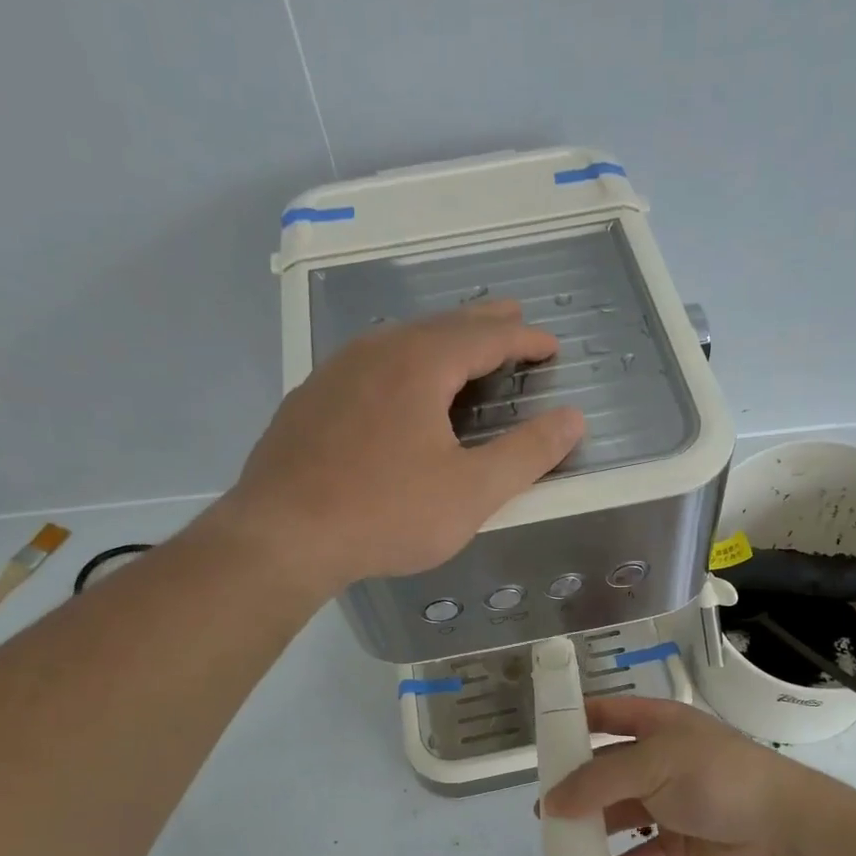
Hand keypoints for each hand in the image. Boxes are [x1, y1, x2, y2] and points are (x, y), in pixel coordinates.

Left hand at [219, 301, 583, 595]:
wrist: (283, 536)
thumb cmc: (387, 513)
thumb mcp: (472, 492)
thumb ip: (527, 453)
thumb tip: (573, 418)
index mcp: (420, 364)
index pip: (485, 336)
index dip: (524, 338)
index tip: (551, 344)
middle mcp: (376, 353)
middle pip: (441, 326)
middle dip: (483, 323)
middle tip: (513, 319)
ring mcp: (335, 373)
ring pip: (399, 340)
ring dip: (440, 339)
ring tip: (462, 347)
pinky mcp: (309, 400)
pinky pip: (369, 364)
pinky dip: (402, 363)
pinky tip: (398, 386)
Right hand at [541, 696, 819, 855]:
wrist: (783, 831)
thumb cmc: (715, 778)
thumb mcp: (652, 764)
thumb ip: (599, 781)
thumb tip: (551, 802)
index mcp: (659, 726)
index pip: (609, 714)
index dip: (576, 721)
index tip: (542, 739)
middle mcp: (662, 762)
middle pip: (608, 770)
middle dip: (576, 787)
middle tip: (543, 808)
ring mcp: (672, 805)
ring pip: (621, 815)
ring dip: (592, 830)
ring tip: (558, 845)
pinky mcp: (682, 846)